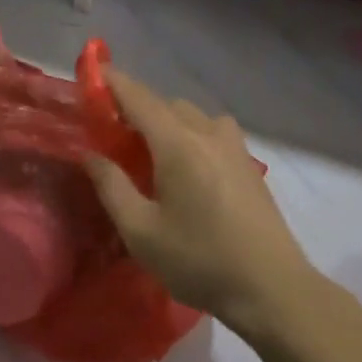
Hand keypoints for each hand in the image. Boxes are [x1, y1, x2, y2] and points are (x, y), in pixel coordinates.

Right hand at [83, 69, 315, 334]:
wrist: (271, 289)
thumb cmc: (199, 261)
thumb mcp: (141, 232)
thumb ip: (111, 187)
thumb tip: (90, 154)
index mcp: (178, 144)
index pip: (139, 98)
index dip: (113, 82)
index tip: (93, 72)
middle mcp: (207, 133)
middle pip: (166, 104)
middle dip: (137, 107)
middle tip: (113, 132)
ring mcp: (233, 147)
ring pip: (193, 115)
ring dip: (167, 120)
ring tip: (151, 150)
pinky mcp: (248, 164)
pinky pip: (213, 131)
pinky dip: (192, 133)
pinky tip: (188, 166)